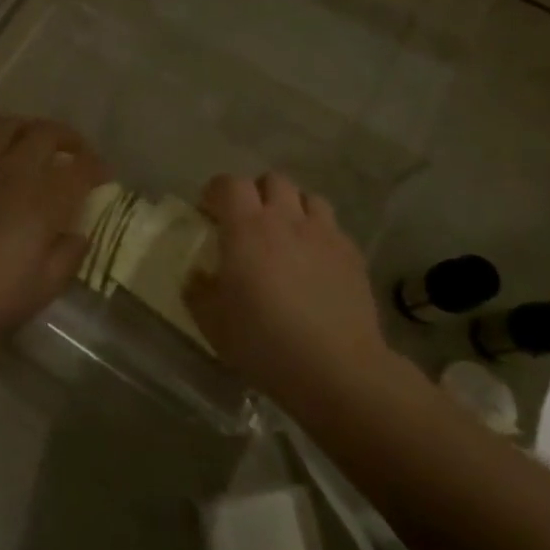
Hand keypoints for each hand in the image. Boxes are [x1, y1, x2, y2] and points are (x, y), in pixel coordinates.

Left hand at [0, 116, 105, 344]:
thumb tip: (77, 234)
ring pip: (7, 126)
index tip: (104, 176)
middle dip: (68, 138)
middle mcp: (13, 170)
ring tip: (35, 144)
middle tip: (76, 152)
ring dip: (28, 129)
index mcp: (43, 197)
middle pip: (45, 133)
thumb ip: (69, 253)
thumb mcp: (47, 284)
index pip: (79, 168)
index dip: (96, 167)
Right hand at [186, 172, 392, 408]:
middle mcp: (286, 219)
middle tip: (247, 222)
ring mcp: (323, 234)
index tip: (208, 211)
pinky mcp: (352, 254)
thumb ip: (198, 291)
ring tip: (286, 235)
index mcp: (246, 228)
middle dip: (256, 193)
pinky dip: (319, 234)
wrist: (336, 369)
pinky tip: (315, 262)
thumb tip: (197, 275)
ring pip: (308, 198)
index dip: (216, 191)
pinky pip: (332, 228)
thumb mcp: (213, 323)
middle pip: (272, 180)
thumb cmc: (264, 342)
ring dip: (292, 208)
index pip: (229, 184)